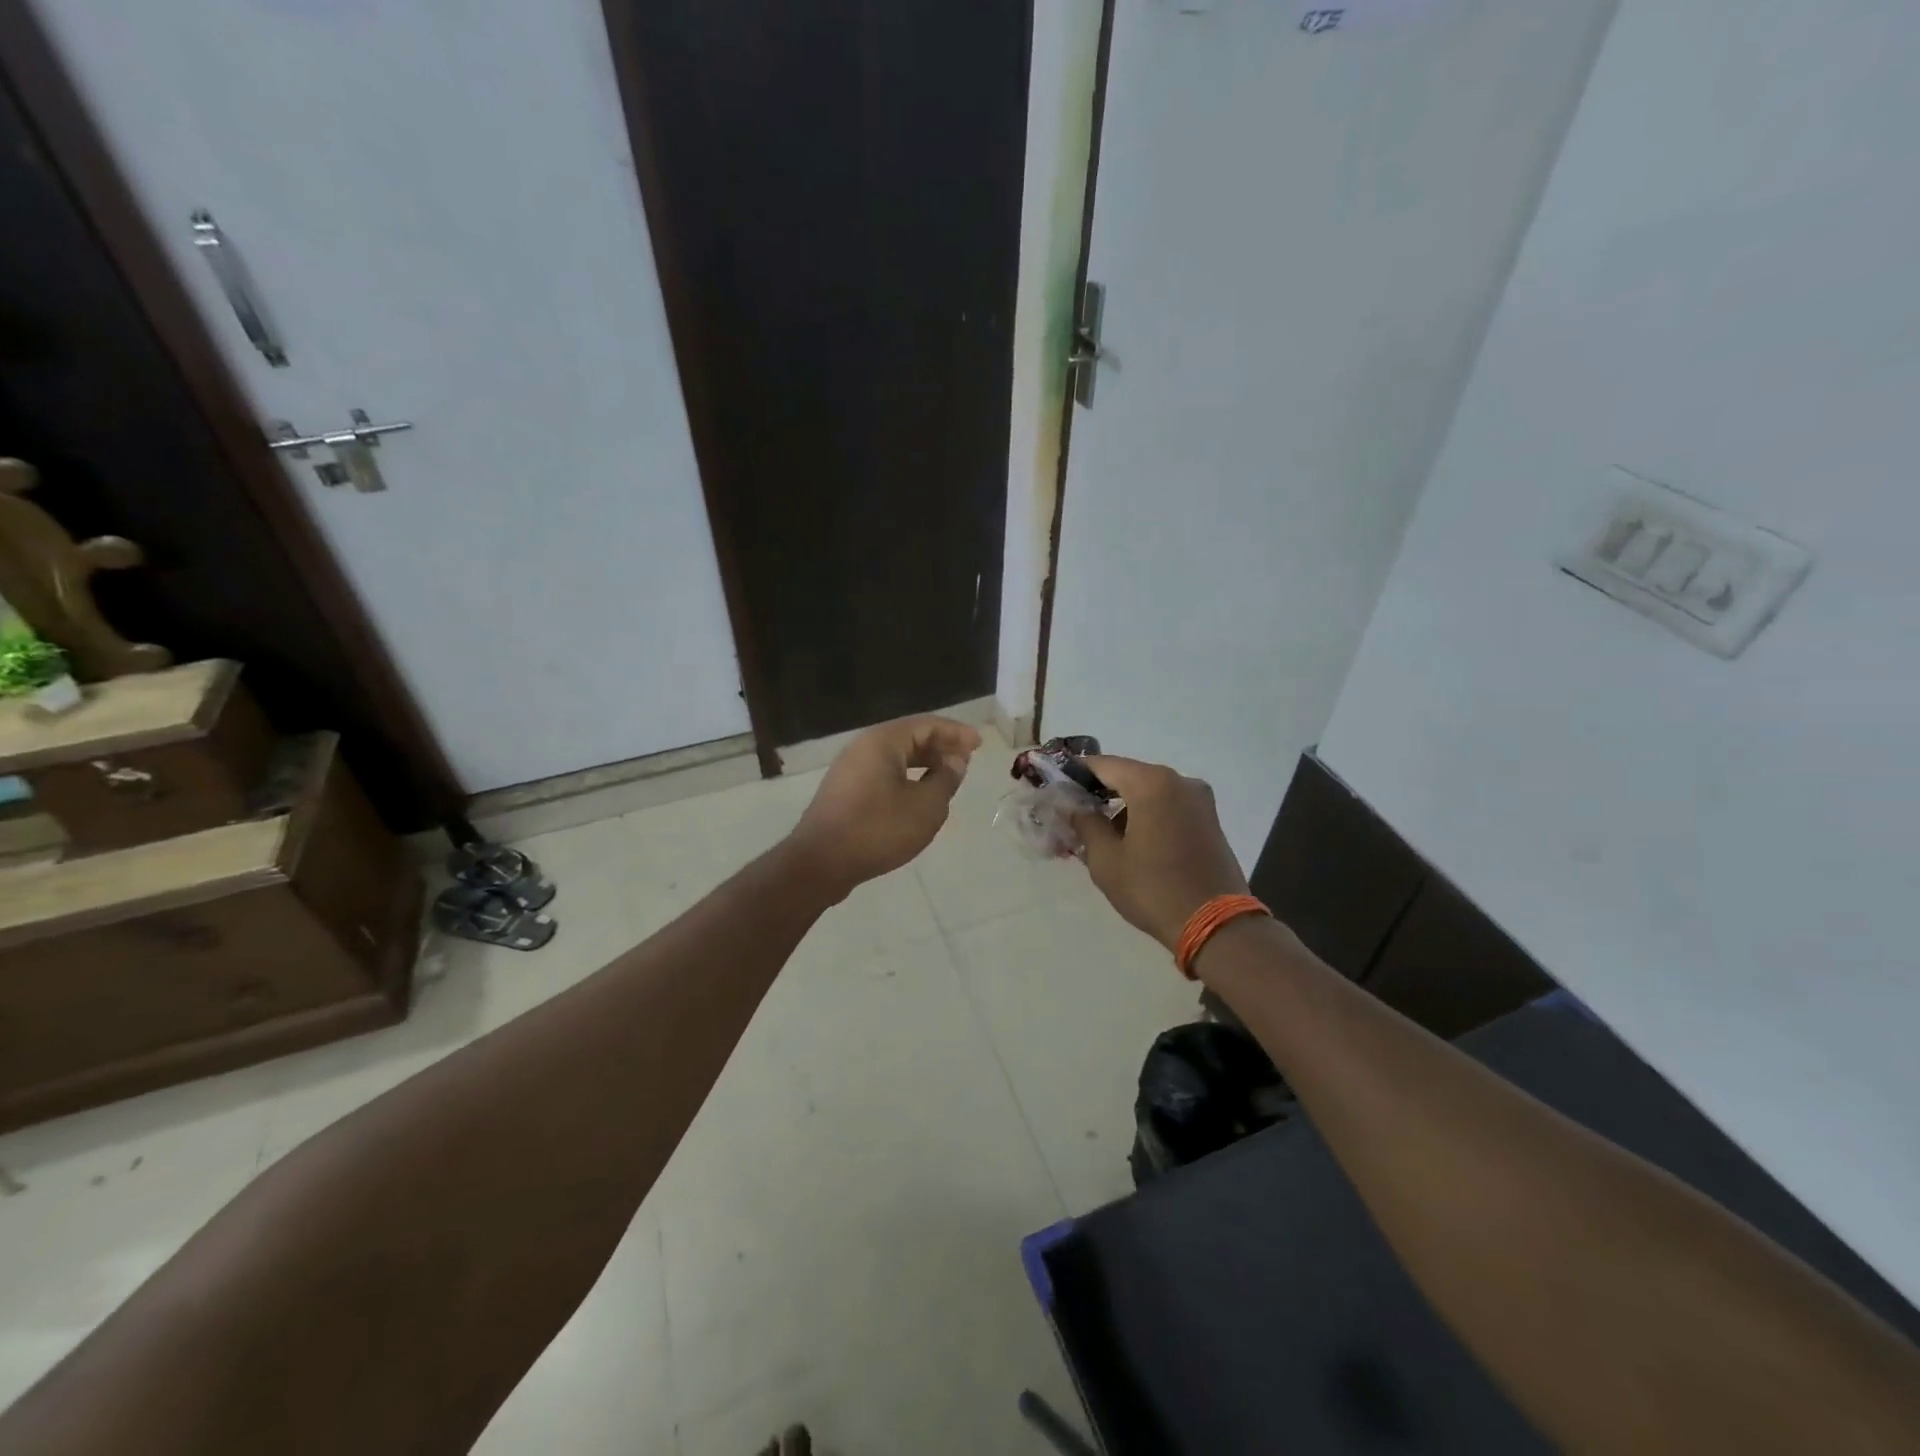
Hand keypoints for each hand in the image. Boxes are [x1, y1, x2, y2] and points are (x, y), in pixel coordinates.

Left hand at [788, 715, 981, 896]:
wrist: (820, 863)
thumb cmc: (878, 830)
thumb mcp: (926, 807)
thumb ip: (946, 779)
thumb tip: (955, 762)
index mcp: (882, 741)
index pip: (927, 724)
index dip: (956, 733)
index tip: (979, 744)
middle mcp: (863, 747)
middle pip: (909, 737)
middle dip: (940, 746)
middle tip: (966, 760)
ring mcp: (850, 770)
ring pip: (895, 757)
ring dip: (924, 763)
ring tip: (948, 777)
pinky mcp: (844, 792)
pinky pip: (882, 774)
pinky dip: (906, 777)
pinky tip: (919, 796)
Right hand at [1071, 755, 1249, 949]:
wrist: (1216, 925)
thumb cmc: (1153, 889)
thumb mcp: (1106, 860)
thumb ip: (1085, 823)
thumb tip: (1073, 806)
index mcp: (1151, 783)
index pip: (1103, 764)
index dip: (1076, 773)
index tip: (1056, 787)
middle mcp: (1179, 780)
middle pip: (1128, 775)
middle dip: (1100, 791)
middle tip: (1075, 814)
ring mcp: (1199, 799)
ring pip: (1149, 791)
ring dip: (1124, 805)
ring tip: (1102, 834)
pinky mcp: (1209, 819)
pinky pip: (1168, 805)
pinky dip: (1147, 814)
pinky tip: (1132, 841)